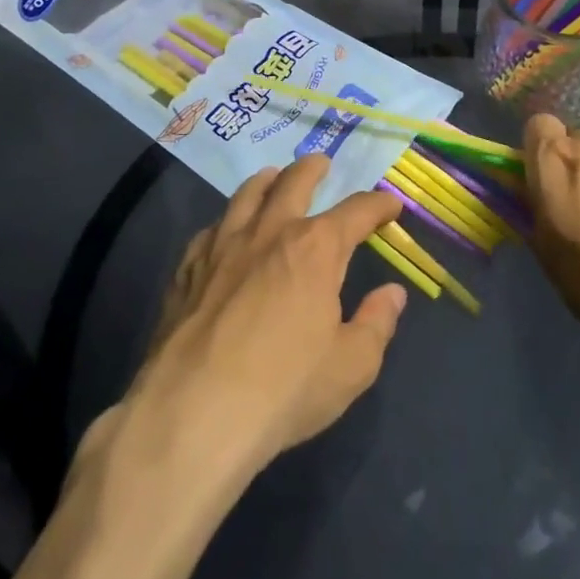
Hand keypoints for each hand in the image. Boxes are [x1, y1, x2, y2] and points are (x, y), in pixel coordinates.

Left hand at [124, 156, 407, 478]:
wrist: (193, 414)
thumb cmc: (284, 390)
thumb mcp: (351, 367)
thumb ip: (376, 324)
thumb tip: (392, 293)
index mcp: (316, 249)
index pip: (356, 212)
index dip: (378, 205)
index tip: (390, 206)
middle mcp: (270, 233)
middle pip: (294, 183)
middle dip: (313, 169)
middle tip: (321, 163)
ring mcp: (222, 247)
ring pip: (246, 195)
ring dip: (266, 180)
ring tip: (273, 176)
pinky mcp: (187, 269)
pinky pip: (211, 229)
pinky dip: (227, 221)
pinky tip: (225, 231)